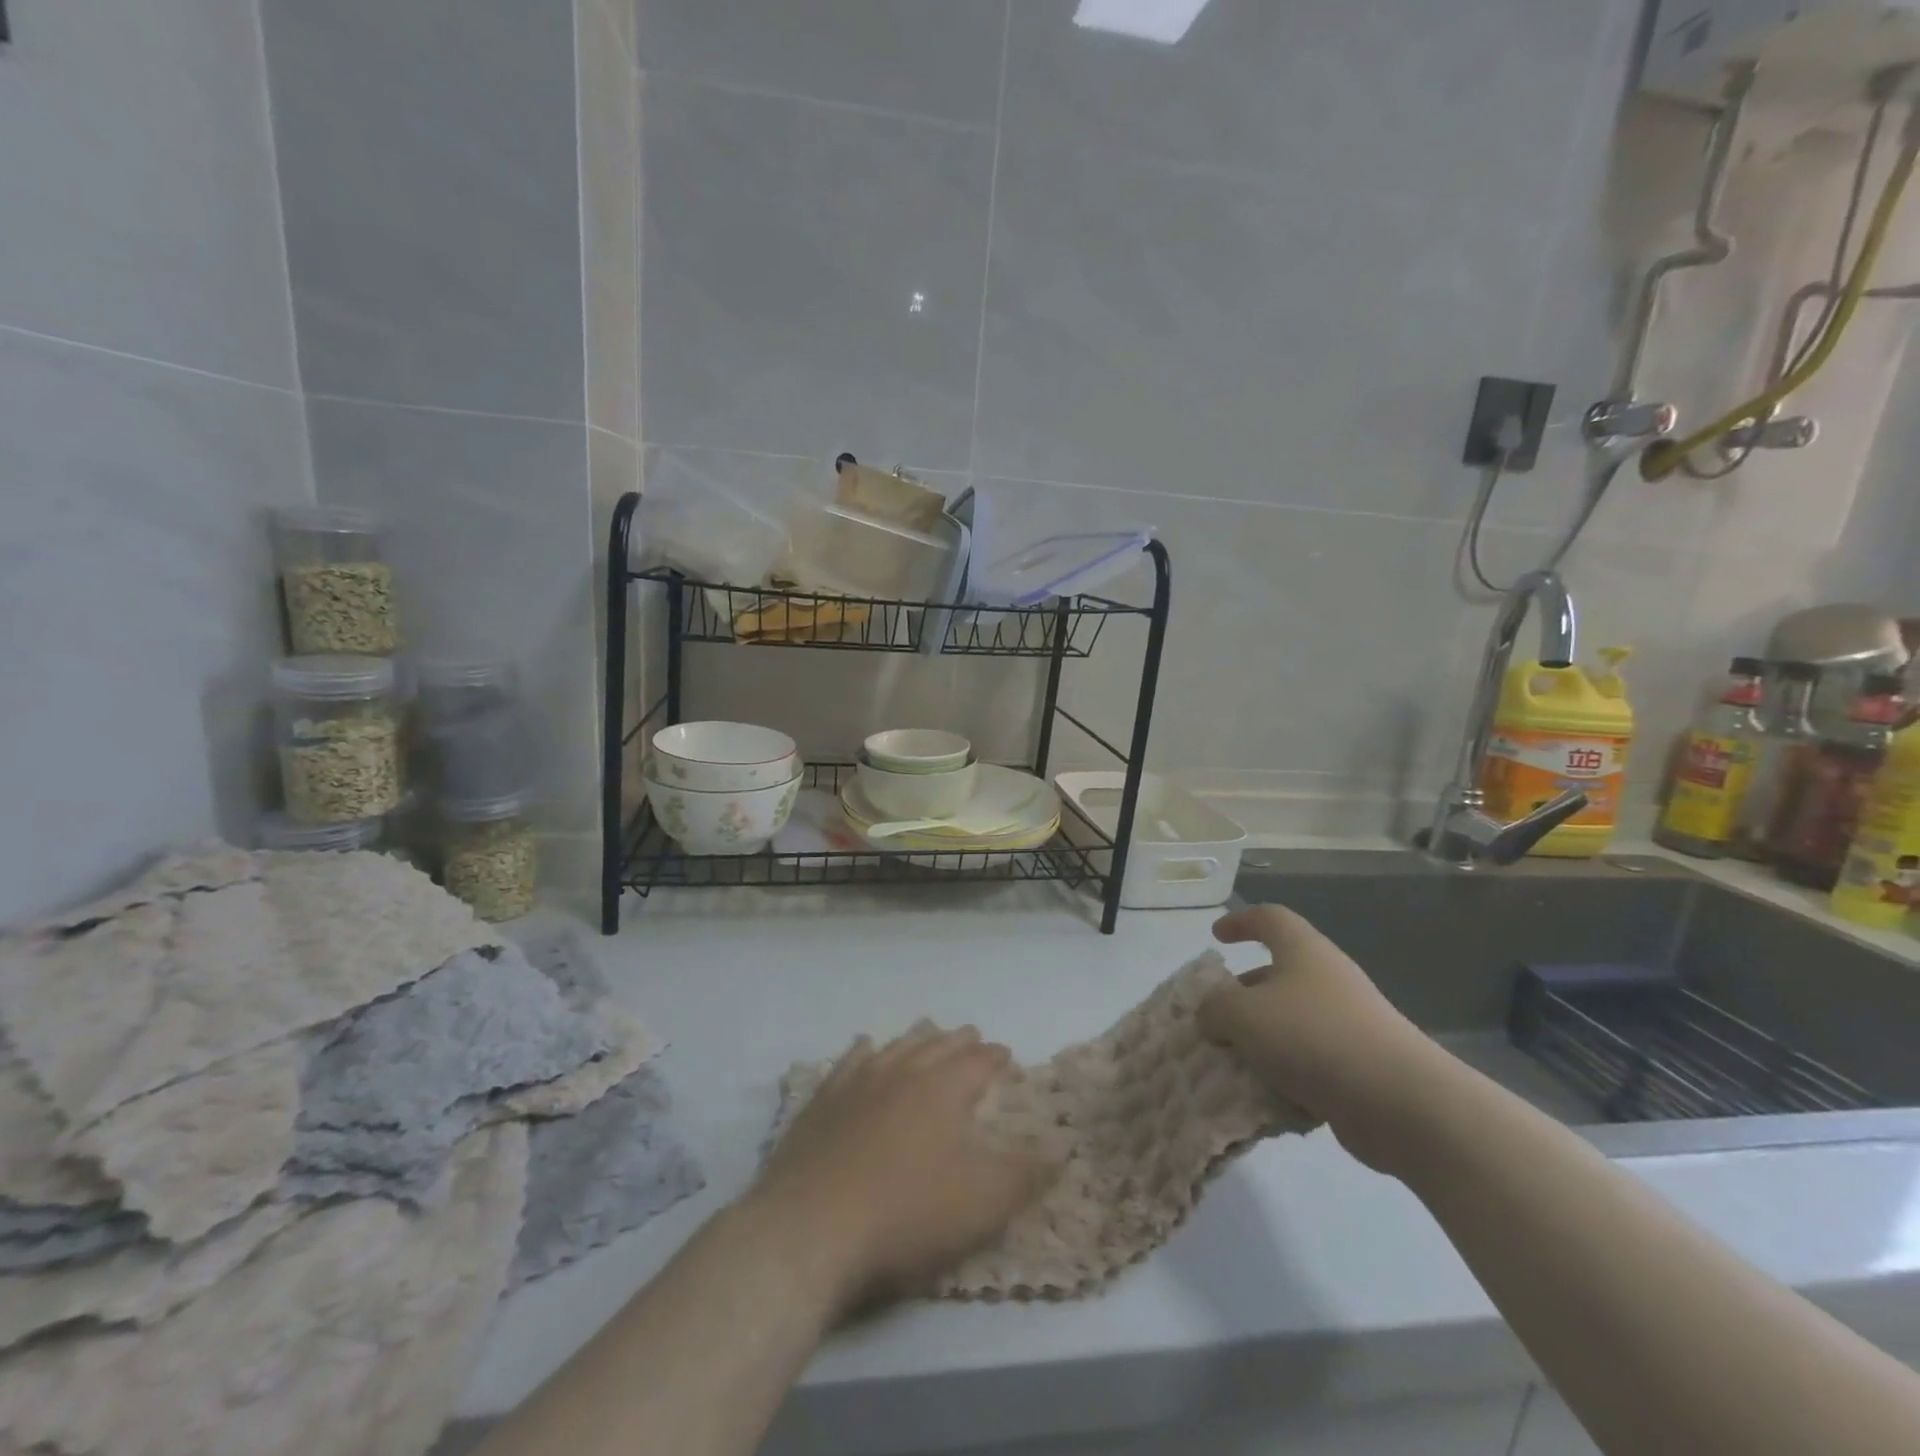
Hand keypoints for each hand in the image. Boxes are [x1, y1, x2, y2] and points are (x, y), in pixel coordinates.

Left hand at [752, 1027, 1058, 1312]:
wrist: (810, 1229)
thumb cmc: (906, 1215)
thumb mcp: (981, 1204)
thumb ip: (1024, 1174)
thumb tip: (1060, 1149)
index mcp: (942, 1090)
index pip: (977, 1062)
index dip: (994, 1056)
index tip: (1004, 1054)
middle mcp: (901, 1073)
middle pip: (936, 1046)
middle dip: (958, 1041)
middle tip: (971, 1035)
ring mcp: (856, 1083)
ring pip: (895, 1047)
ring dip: (915, 1039)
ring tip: (926, 1032)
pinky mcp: (821, 1103)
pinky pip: (849, 1062)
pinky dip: (863, 1051)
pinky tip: (865, 1047)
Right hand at [1199, 904, 1453, 1173]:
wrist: (1402, 1103)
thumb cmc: (1313, 1038)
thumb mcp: (1242, 1015)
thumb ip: (1215, 1008)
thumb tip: (1212, 1015)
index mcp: (1303, 952)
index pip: (1270, 919)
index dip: (1240, 921)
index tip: (1217, 937)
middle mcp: (1329, 979)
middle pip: (1279, 973)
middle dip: (1244, 993)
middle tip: (1217, 1016)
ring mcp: (1350, 1022)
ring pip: (1293, 1020)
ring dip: (1262, 1038)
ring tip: (1234, 1062)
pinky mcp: (1363, 1065)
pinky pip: (1312, 1060)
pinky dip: (1287, 1073)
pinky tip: (1269, 1096)